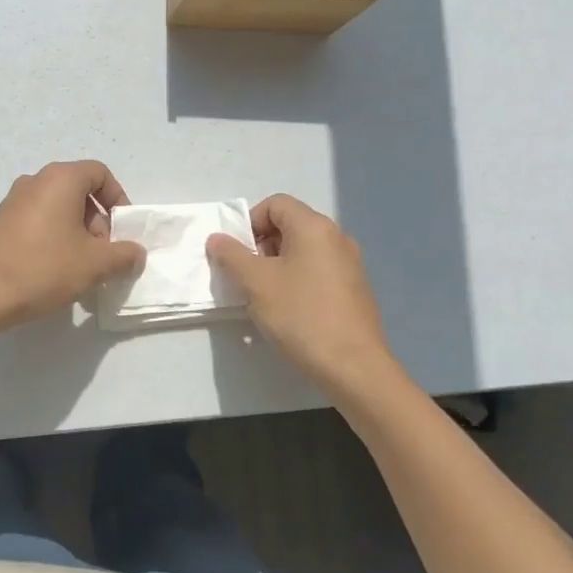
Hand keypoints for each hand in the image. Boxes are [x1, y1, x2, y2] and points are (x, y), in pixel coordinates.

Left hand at [0, 161, 144, 333]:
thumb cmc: (45, 268)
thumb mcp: (95, 264)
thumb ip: (124, 255)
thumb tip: (136, 254)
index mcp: (60, 179)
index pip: (100, 173)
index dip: (118, 199)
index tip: (120, 231)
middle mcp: (35, 180)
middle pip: (79, 190)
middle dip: (97, 221)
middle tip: (100, 254)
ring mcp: (13, 200)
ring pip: (57, 207)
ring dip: (75, 231)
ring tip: (78, 267)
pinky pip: (37, 219)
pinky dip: (52, 236)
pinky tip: (51, 269)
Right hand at [207, 195, 398, 397]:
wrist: (354, 368)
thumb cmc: (301, 316)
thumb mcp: (256, 283)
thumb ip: (231, 255)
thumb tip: (217, 238)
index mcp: (314, 227)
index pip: (275, 204)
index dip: (250, 222)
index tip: (239, 254)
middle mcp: (336, 237)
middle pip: (290, 225)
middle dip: (262, 245)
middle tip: (249, 276)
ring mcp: (350, 263)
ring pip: (303, 250)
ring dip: (278, 265)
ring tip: (266, 297)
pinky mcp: (355, 289)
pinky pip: (318, 270)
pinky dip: (298, 280)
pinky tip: (291, 311)